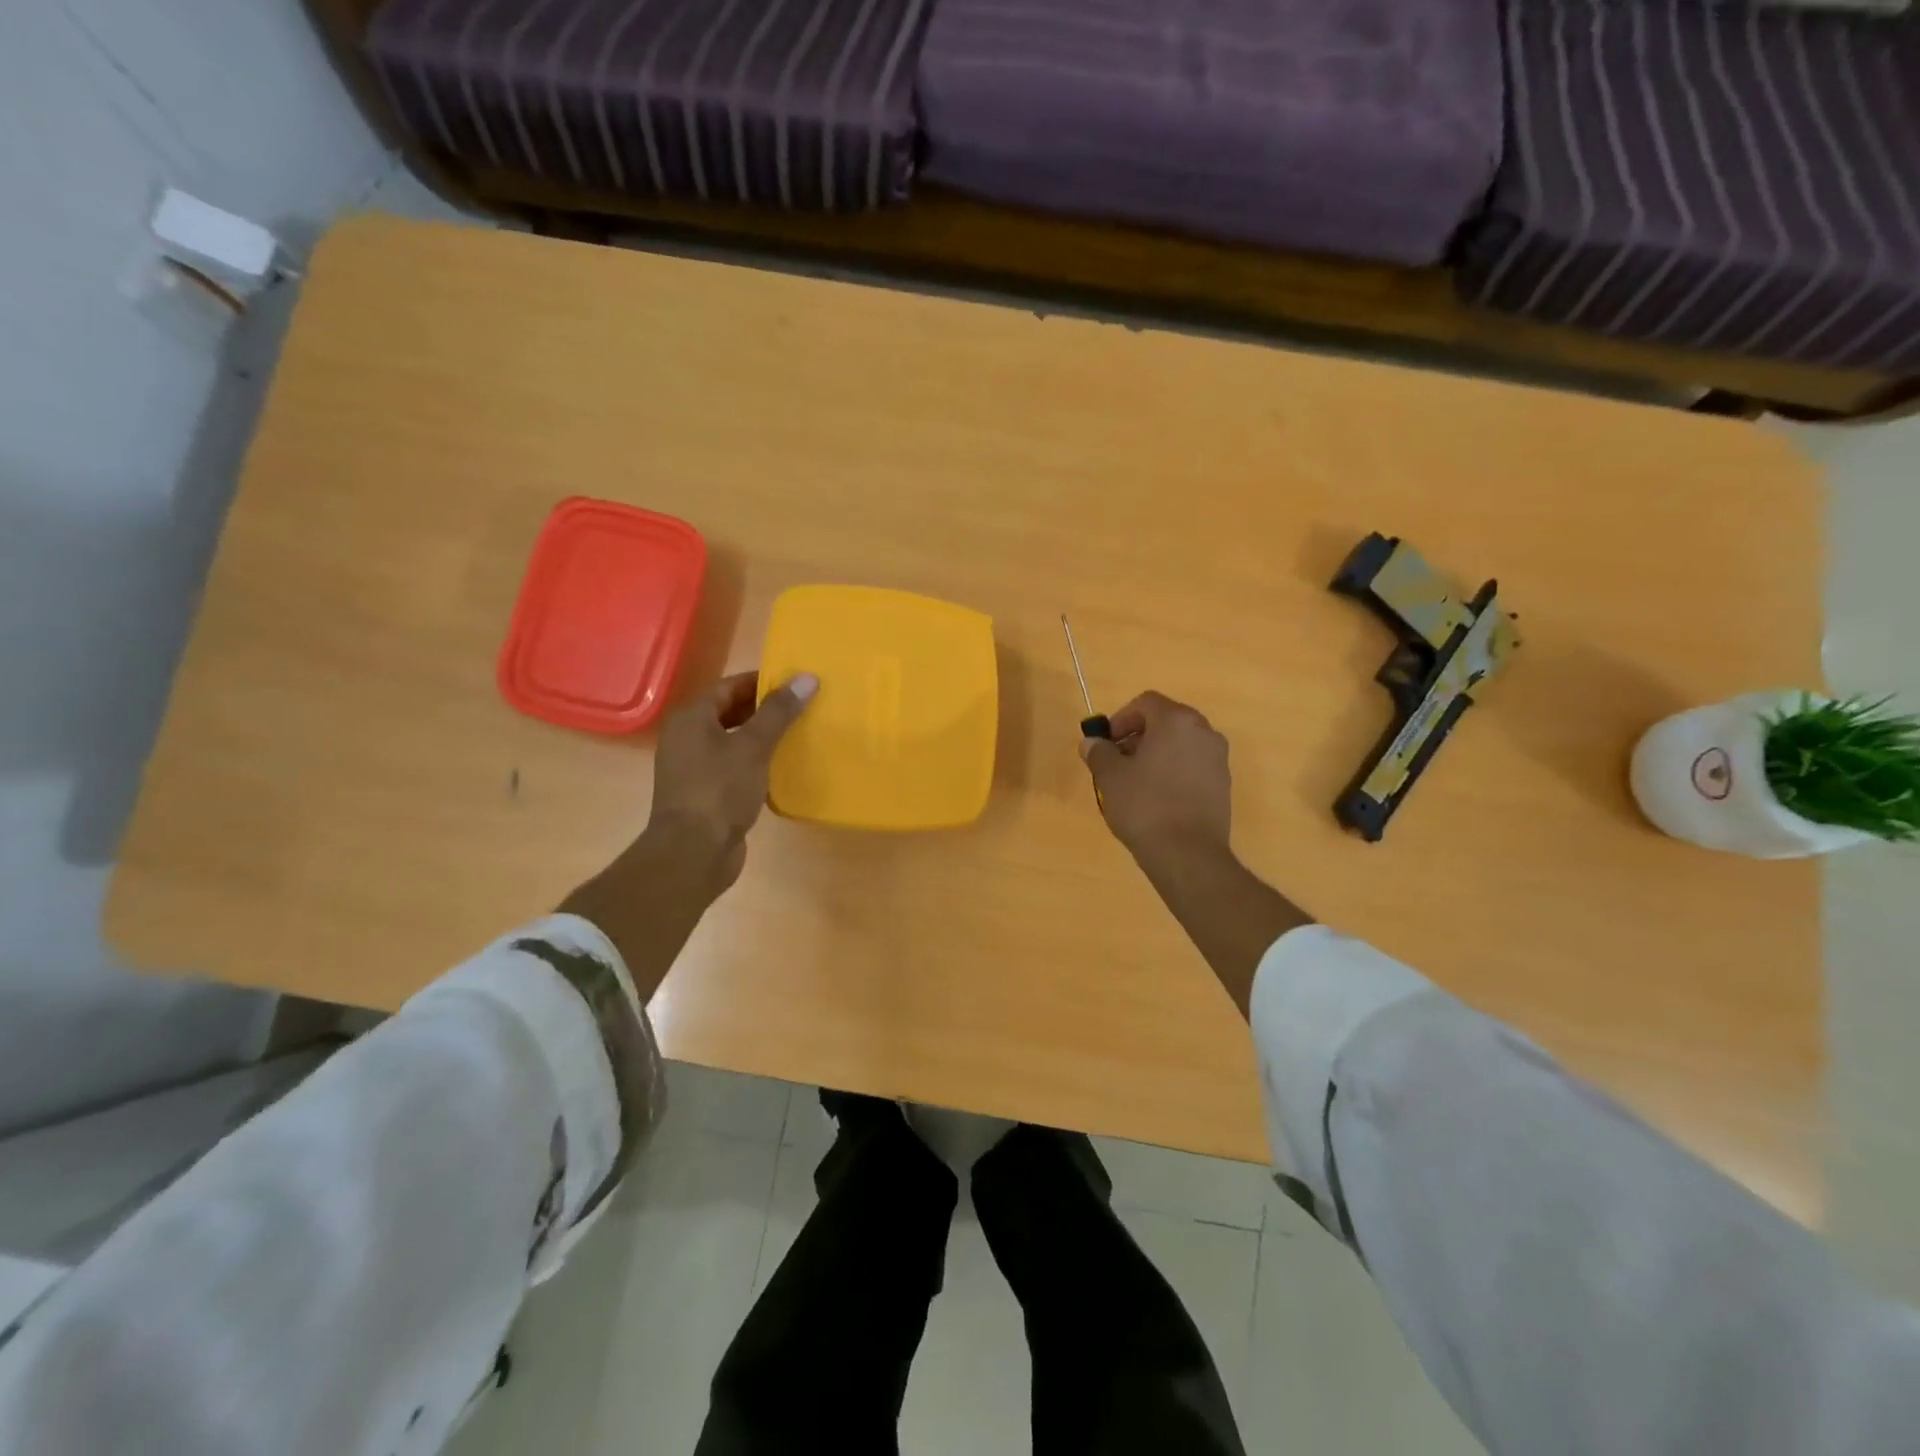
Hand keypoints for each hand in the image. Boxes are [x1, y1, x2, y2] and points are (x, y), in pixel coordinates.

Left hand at [645, 670, 818, 891]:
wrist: (693, 852)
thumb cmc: (720, 790)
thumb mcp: (753, 746)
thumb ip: (779, 712)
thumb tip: (806, 677)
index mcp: (691, 718)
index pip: (729, 686)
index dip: (762, 682)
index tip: (795, 683)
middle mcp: (686, 737)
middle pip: (728, 712)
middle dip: (764, 709)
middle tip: (801, 707)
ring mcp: (692, 767)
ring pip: (732, 740)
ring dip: (761, 736)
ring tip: (796, 734)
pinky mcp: (704, 792)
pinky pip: (732, 766)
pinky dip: (754, 761)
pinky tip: (780, 767)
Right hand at [1081, 691, 1231, 863]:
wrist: (1187, 854)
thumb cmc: (1145, 805)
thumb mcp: (1110, 777)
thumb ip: (1099, 752)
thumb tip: (1091, 743)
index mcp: (1177, 721)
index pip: (1146, 703)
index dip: (1120, 719)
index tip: (1106, 744)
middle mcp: (1204, 732)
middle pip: (1165, 722)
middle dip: (1137, 737)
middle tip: (1116, 762)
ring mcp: (1218, 759)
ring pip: (1180, 745)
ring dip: (1155, 755)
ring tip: (1134, 783)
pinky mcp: (1223, 785)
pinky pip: (1192, 766)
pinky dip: (1173, 772)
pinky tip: (1156, 799)